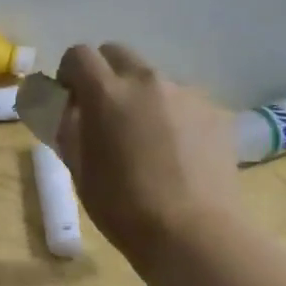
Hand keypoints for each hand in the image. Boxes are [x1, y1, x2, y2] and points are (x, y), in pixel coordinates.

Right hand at [55, 43, 240, 260]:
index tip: (69, 98)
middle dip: (105, 74)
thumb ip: (70, 131)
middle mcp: (147, 81)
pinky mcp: (215, 111)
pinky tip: (176, 153)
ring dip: (141, 97)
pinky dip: (172, 117)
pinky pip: (183, 102)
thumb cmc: (122, 207)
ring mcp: (186, 93)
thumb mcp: (79, 170)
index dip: (69, 73)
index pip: (79, 54)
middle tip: (104, 112)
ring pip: (153, 80)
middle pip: (118, 54)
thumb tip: (69, 112)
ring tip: (146, 140)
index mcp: (106, 93)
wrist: (192, 232)